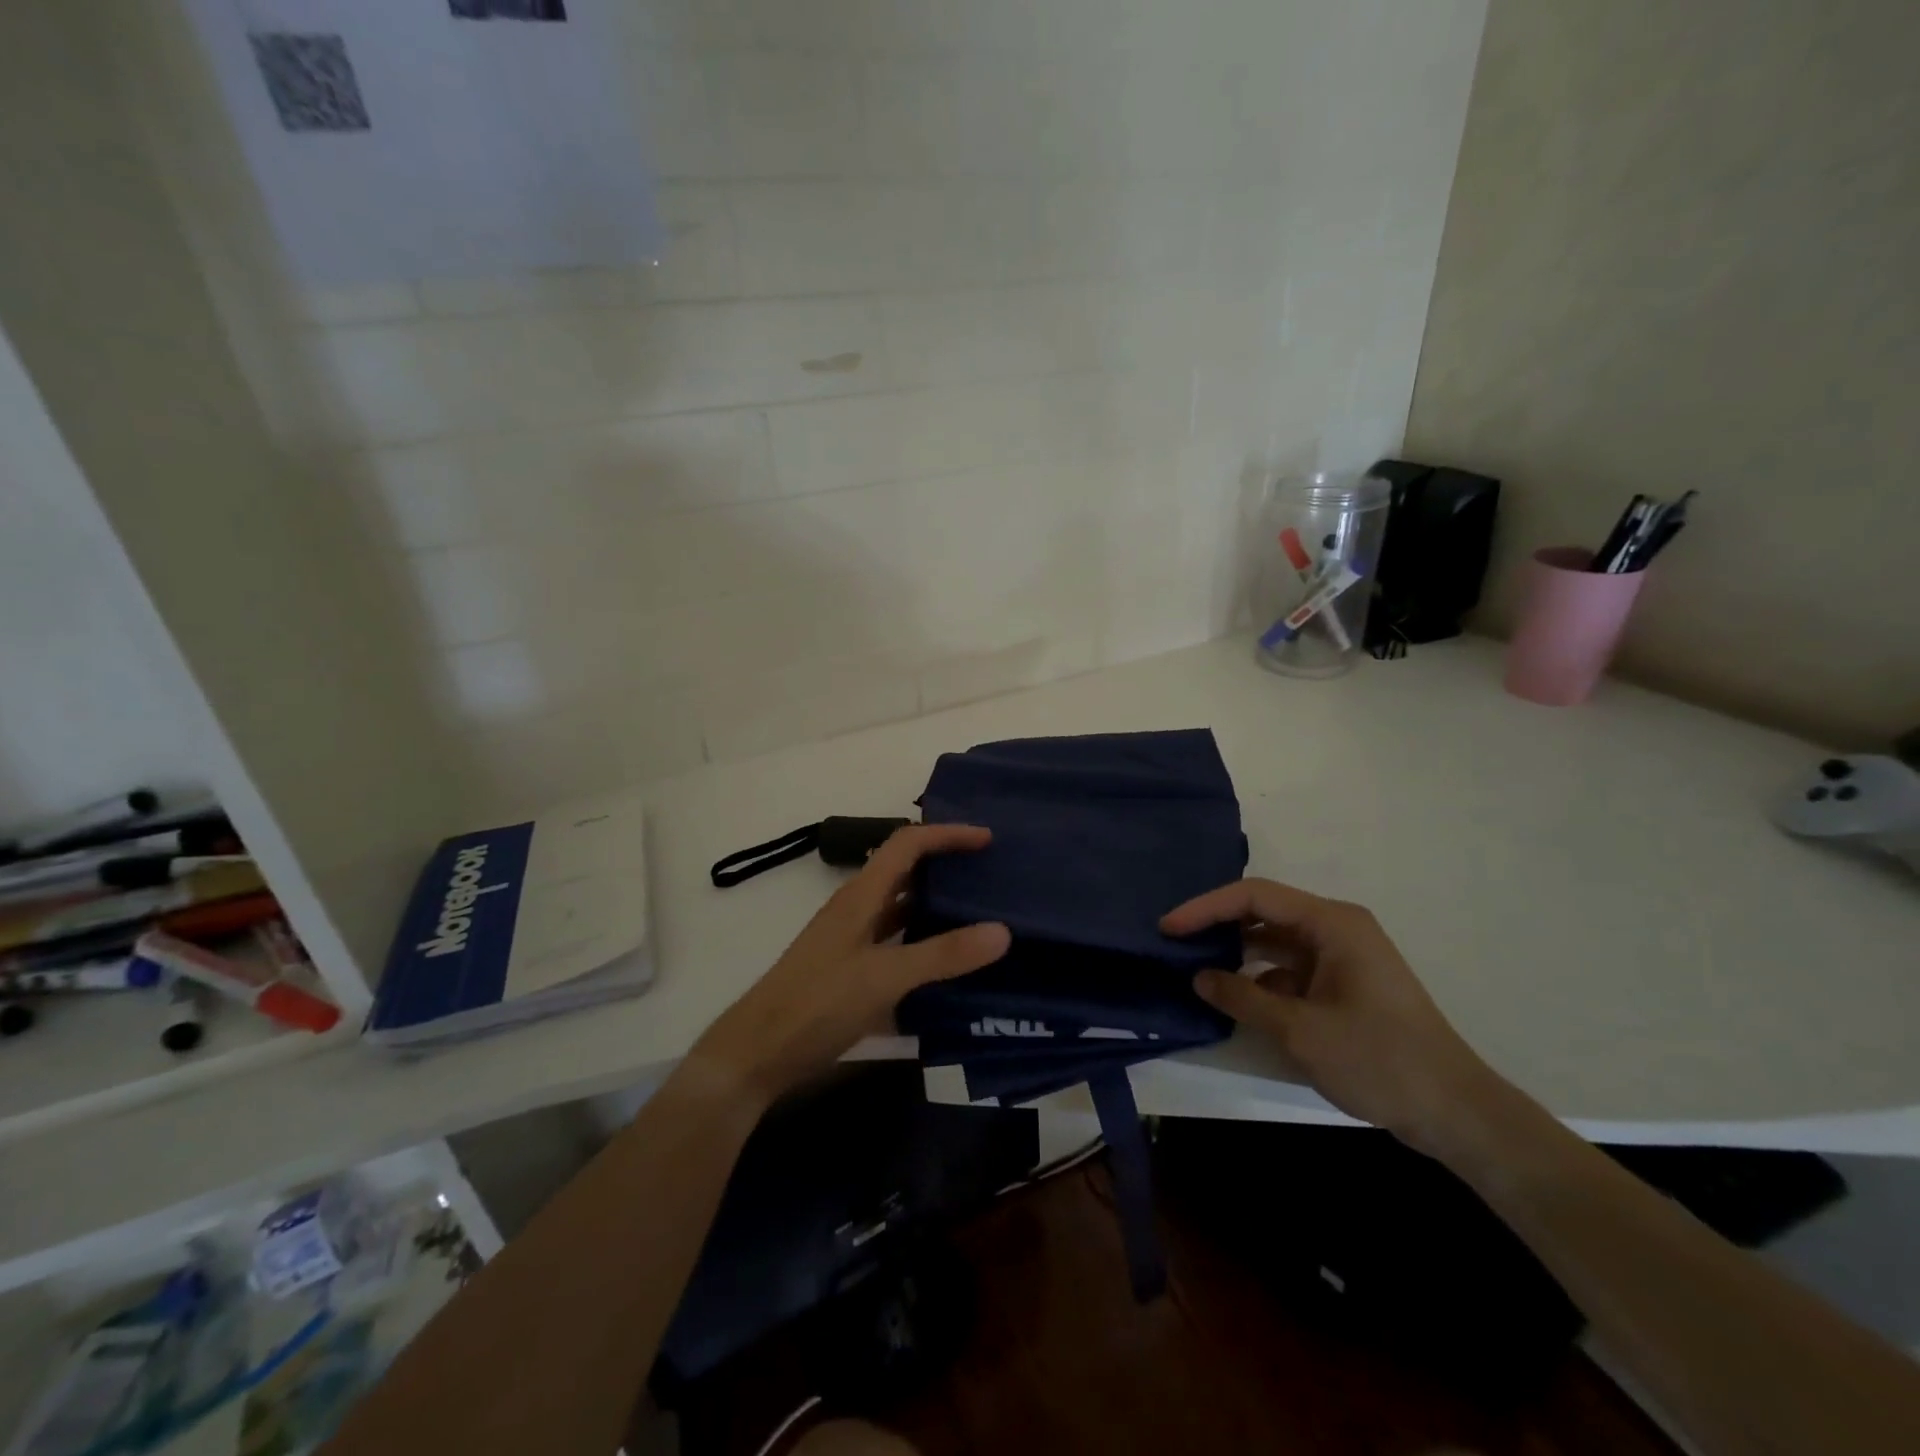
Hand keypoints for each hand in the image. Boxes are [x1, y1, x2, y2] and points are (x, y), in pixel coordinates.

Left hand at [688, 824, 1009, 1107]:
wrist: (757, 1053)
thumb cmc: (817, 1003)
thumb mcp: (884, 977)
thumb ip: (942, 955)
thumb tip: (1002, 931)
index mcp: (862, 895)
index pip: (908, 844)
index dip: (946, 834)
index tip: (987, 840)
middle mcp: (858, 909)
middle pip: (906, 872)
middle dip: (946, 866)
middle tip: (990, 876)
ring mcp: (853, 942)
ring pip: (902, 910)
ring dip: (937, 907)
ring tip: (981, 916)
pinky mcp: (852, 972)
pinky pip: (897, 946)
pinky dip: (924, 947)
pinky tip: (951, 969)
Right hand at [1162, 878, 1499, 1153]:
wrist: (1455, 1112)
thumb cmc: (1379, 1060)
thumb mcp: (1300, 1030)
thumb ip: (1243, 998)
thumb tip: (1200, 978)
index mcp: (1332, 923)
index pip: (1255, 896)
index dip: (1206, 908)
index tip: (1168, 927)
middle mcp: (1336, 929)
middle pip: (1264, 913)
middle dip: (1218, 926)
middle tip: (1174, 943)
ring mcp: (1342, 957)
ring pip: (1275, 942)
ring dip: (1237, 953)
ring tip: (1195, 966)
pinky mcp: (1343, 984)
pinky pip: (1290, 969)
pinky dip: (1261, 979)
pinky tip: (1236, 998)